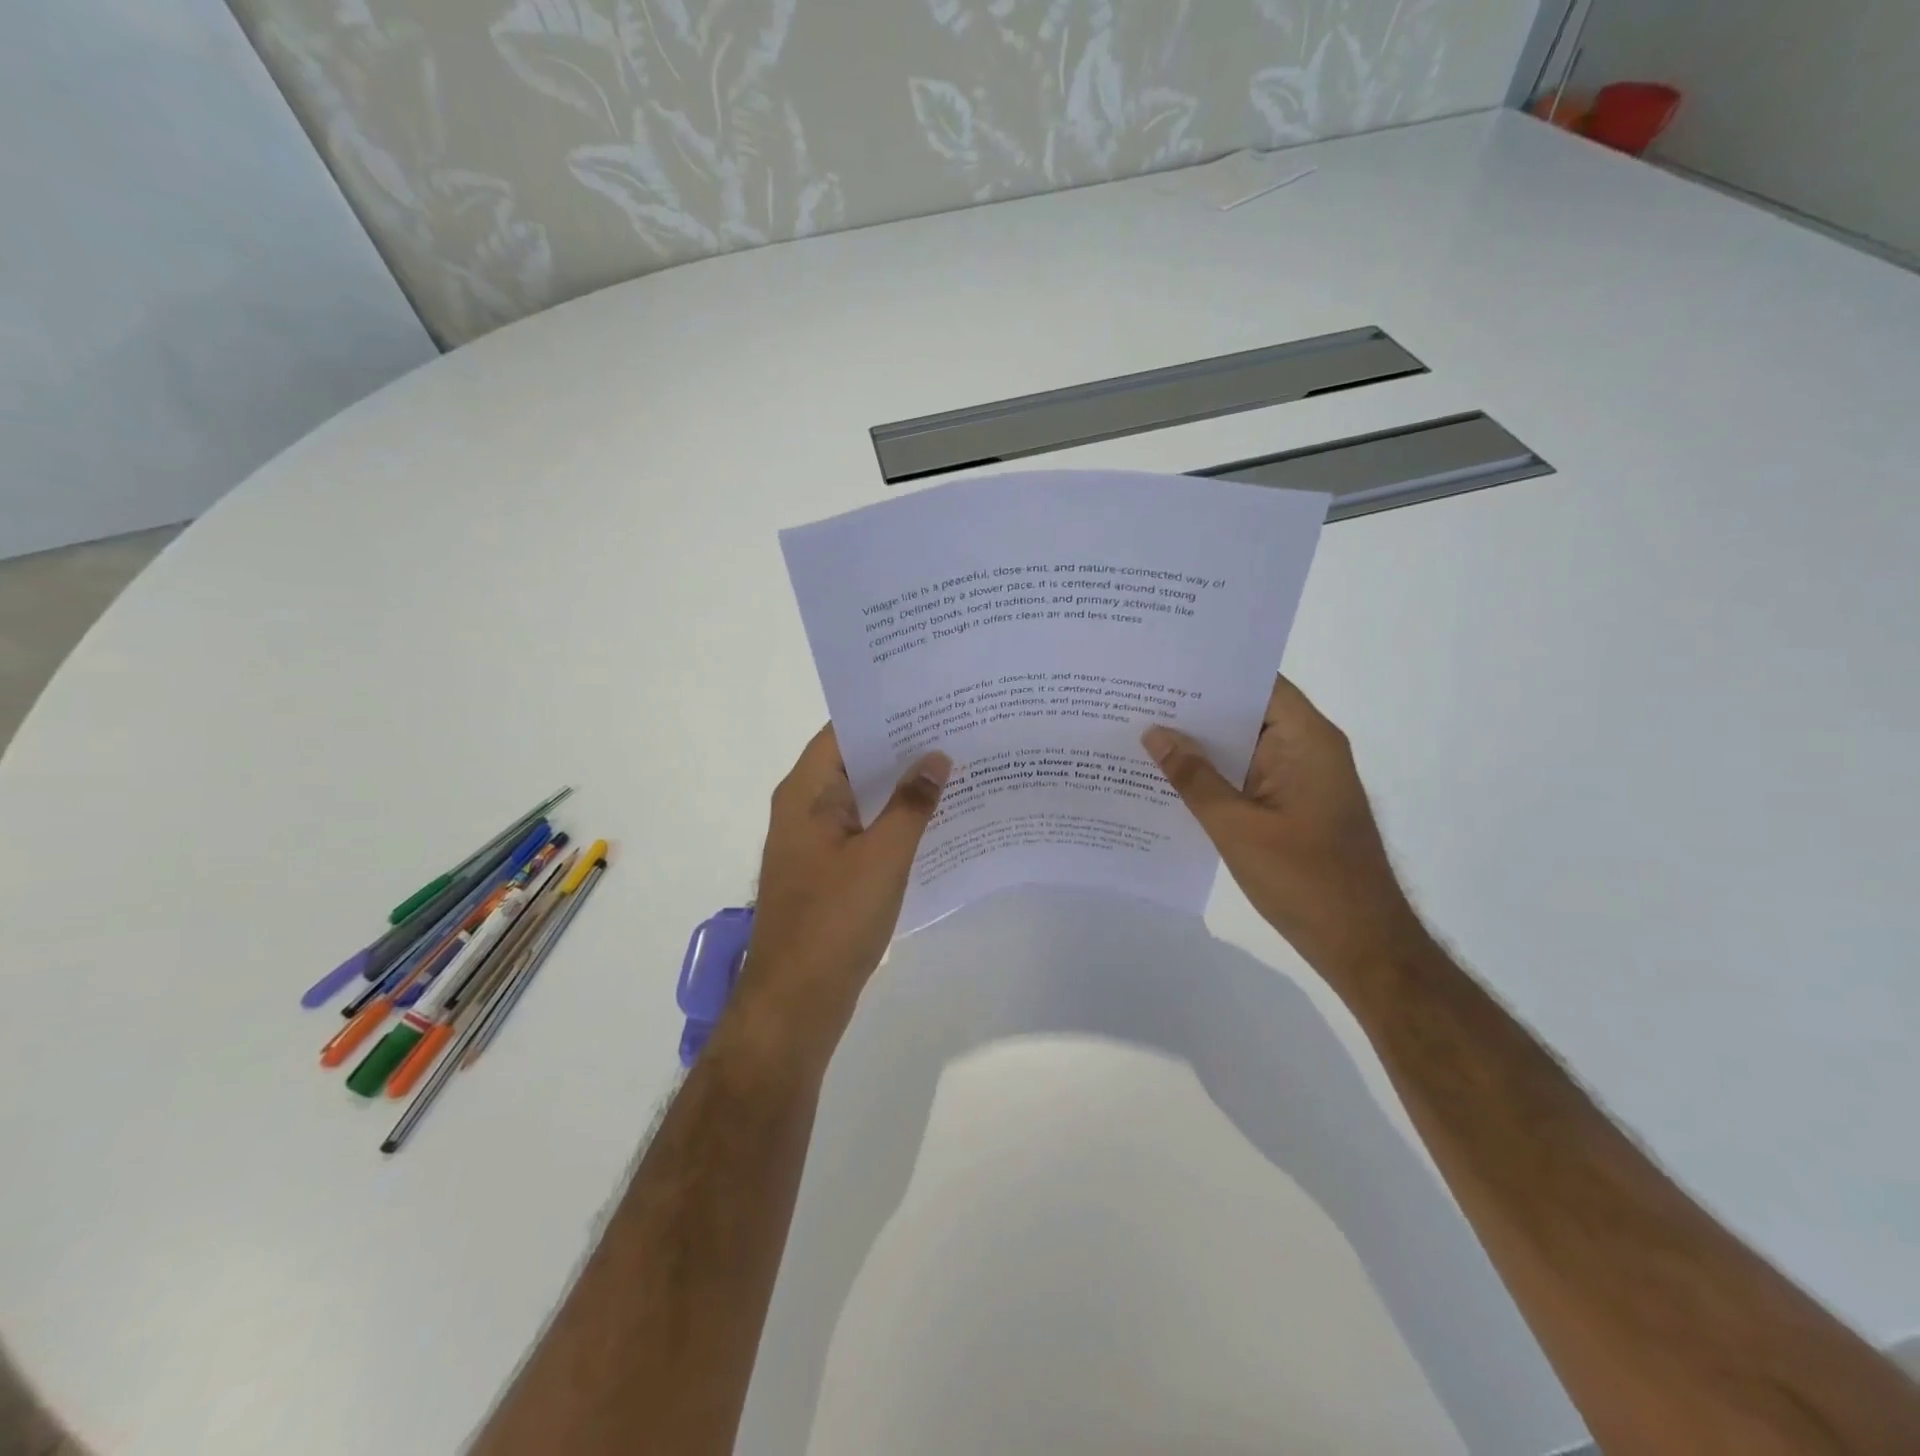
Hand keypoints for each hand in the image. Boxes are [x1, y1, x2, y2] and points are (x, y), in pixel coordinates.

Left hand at [735, 726, 950, 1051]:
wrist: (796, 1002)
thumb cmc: (835, 921)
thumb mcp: (883, 857)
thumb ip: (912, 804)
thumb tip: (937, 758)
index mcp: (806, 792)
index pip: (844, 730)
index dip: (886, 712)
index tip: (932, 699)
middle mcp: (803, 807)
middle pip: (855, 761)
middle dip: (902, 747)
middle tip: (956, 729)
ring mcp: (814, 841)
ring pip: (862, 798)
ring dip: (900, 786)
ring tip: (955, 767)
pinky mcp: (827, 870)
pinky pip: (863, 829)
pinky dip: (893, 820)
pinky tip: (935, 819)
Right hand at [1143, 677, 1423, 974]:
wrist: (1360, 944)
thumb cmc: (1305, 880)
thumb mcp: (1237, 827)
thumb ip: (1194, 778)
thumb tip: (1154, 733)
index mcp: (1307, 740)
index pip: (1258, 683)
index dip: (1212, 671)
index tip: (1163, 666)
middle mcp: (1307, 749)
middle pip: (1248, 712)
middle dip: (1196, 707)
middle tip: (1137, 696)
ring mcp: (1300, 779)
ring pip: (1244, 746)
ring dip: (1201, 743)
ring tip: (1141, 729)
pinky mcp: (1292, 806)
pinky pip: (1247, 776)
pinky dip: (1214, 774)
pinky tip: (1168, 776)